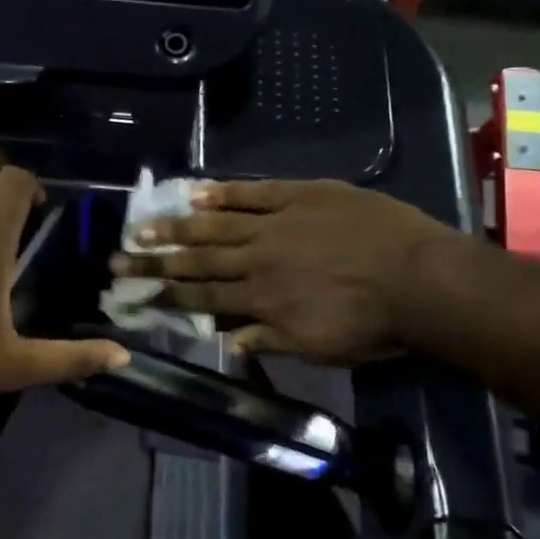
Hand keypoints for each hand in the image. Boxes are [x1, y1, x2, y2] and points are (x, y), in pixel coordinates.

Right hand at [110, 179, 461, 365]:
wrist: (422, 280)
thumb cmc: (374, 325)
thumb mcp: (320, 348)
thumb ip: (270, 340)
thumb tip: (226, 340)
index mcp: (261, 300)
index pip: (201, 299)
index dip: (164, 296)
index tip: (132, 294)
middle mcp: (258, 260)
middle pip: (197, 261)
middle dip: (155, 262)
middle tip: (117, 258)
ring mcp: (277, 224)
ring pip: (217, 224)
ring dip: (177, 226)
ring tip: (143, 225)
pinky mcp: (301, 195)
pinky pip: (255, 191)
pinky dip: (224, 191)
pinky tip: (196, 190)